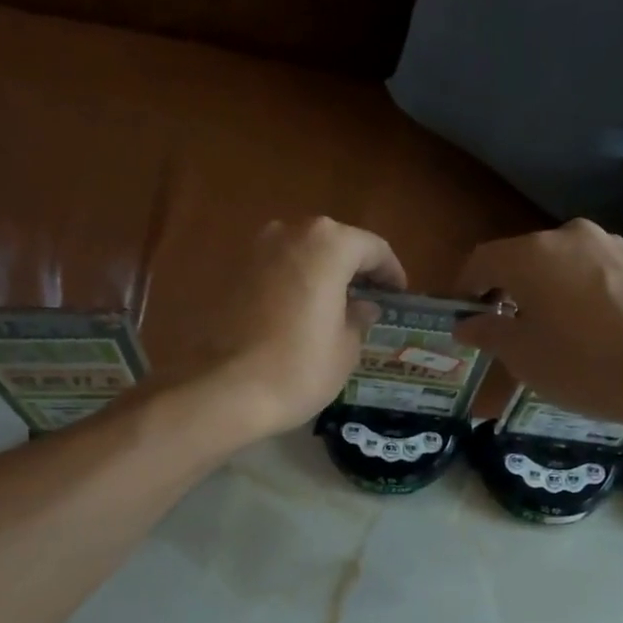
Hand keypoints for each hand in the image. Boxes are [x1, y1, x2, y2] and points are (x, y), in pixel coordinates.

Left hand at [184, 217, 406, 439]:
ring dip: (321, 275)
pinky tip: (300, 316)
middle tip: (369, 299)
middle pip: (333, 244)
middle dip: (353, 269)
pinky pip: (275, 272)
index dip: (390, 271)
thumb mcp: (345, 350)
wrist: (224, 390)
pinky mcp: (231, 274)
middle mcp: (289, 232)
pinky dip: (293, 286)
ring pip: (301, 255)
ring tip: (335, 308)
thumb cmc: (298, 369)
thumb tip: (362, 308)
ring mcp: (254, 250)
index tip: (398, 294)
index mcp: (327, 244)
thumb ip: (358, 319)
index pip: (372, 248)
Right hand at [453, 220, 622, 434]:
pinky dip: (582, 293)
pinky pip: (596, 272)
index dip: (465, 287)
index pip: (482, 260)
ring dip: (548, 290)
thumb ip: (488, 332)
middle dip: (509, 289)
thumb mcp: (524, 358)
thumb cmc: (585, 366)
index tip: (463, 314)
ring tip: (554, 331)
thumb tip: (465, 323)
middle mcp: (570, 236)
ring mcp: (612, 244)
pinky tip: (594, 329)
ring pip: (563, 264)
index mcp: (532, 255)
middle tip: (507, 328)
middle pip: (524, 258)